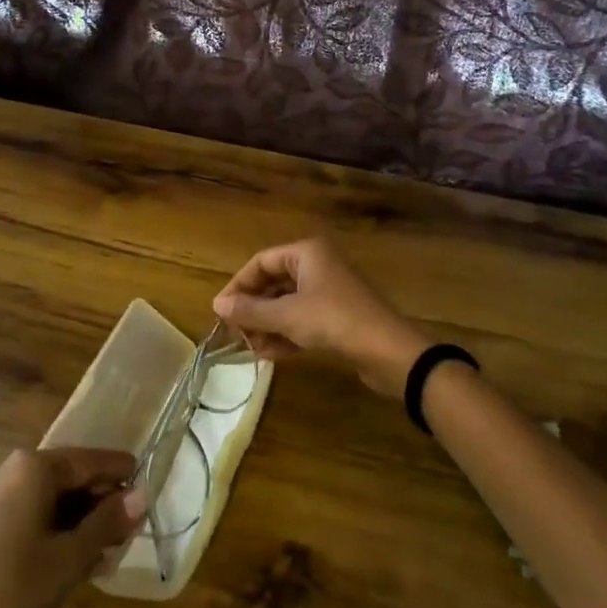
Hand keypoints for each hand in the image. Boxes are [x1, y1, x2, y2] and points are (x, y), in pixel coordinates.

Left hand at [0, 447, 145, 607]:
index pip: (88, 460)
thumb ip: (106, 524)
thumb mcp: (68, 561)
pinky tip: (59, 558)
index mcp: (31, 467)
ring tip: (97, 548)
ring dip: (73, 517)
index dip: (119, 473)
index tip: (145, 485)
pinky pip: (21, 511)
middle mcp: (6, 469)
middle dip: (96, 499)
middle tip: (124, 528)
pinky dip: (46, 526)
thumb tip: (140, 495)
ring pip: (42, 496)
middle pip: (65, 475)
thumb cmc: (8, 596)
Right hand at [212, 236, 427, 397]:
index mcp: (306, 253)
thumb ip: (251, 310)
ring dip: (266, 324)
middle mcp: (318, 266)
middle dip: (253, 308)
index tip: (220, 311)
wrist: (389, 351)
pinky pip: (302, 320)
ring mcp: (329, 292)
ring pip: (287, 304)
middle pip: (273, 282)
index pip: (261, 262)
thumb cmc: (334, 321)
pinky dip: (285, 333)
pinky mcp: (337, 317)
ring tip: (248, 347)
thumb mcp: (287, 316)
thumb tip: (217, 305)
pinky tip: (268, 354)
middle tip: (233, 332)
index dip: (238, 285)